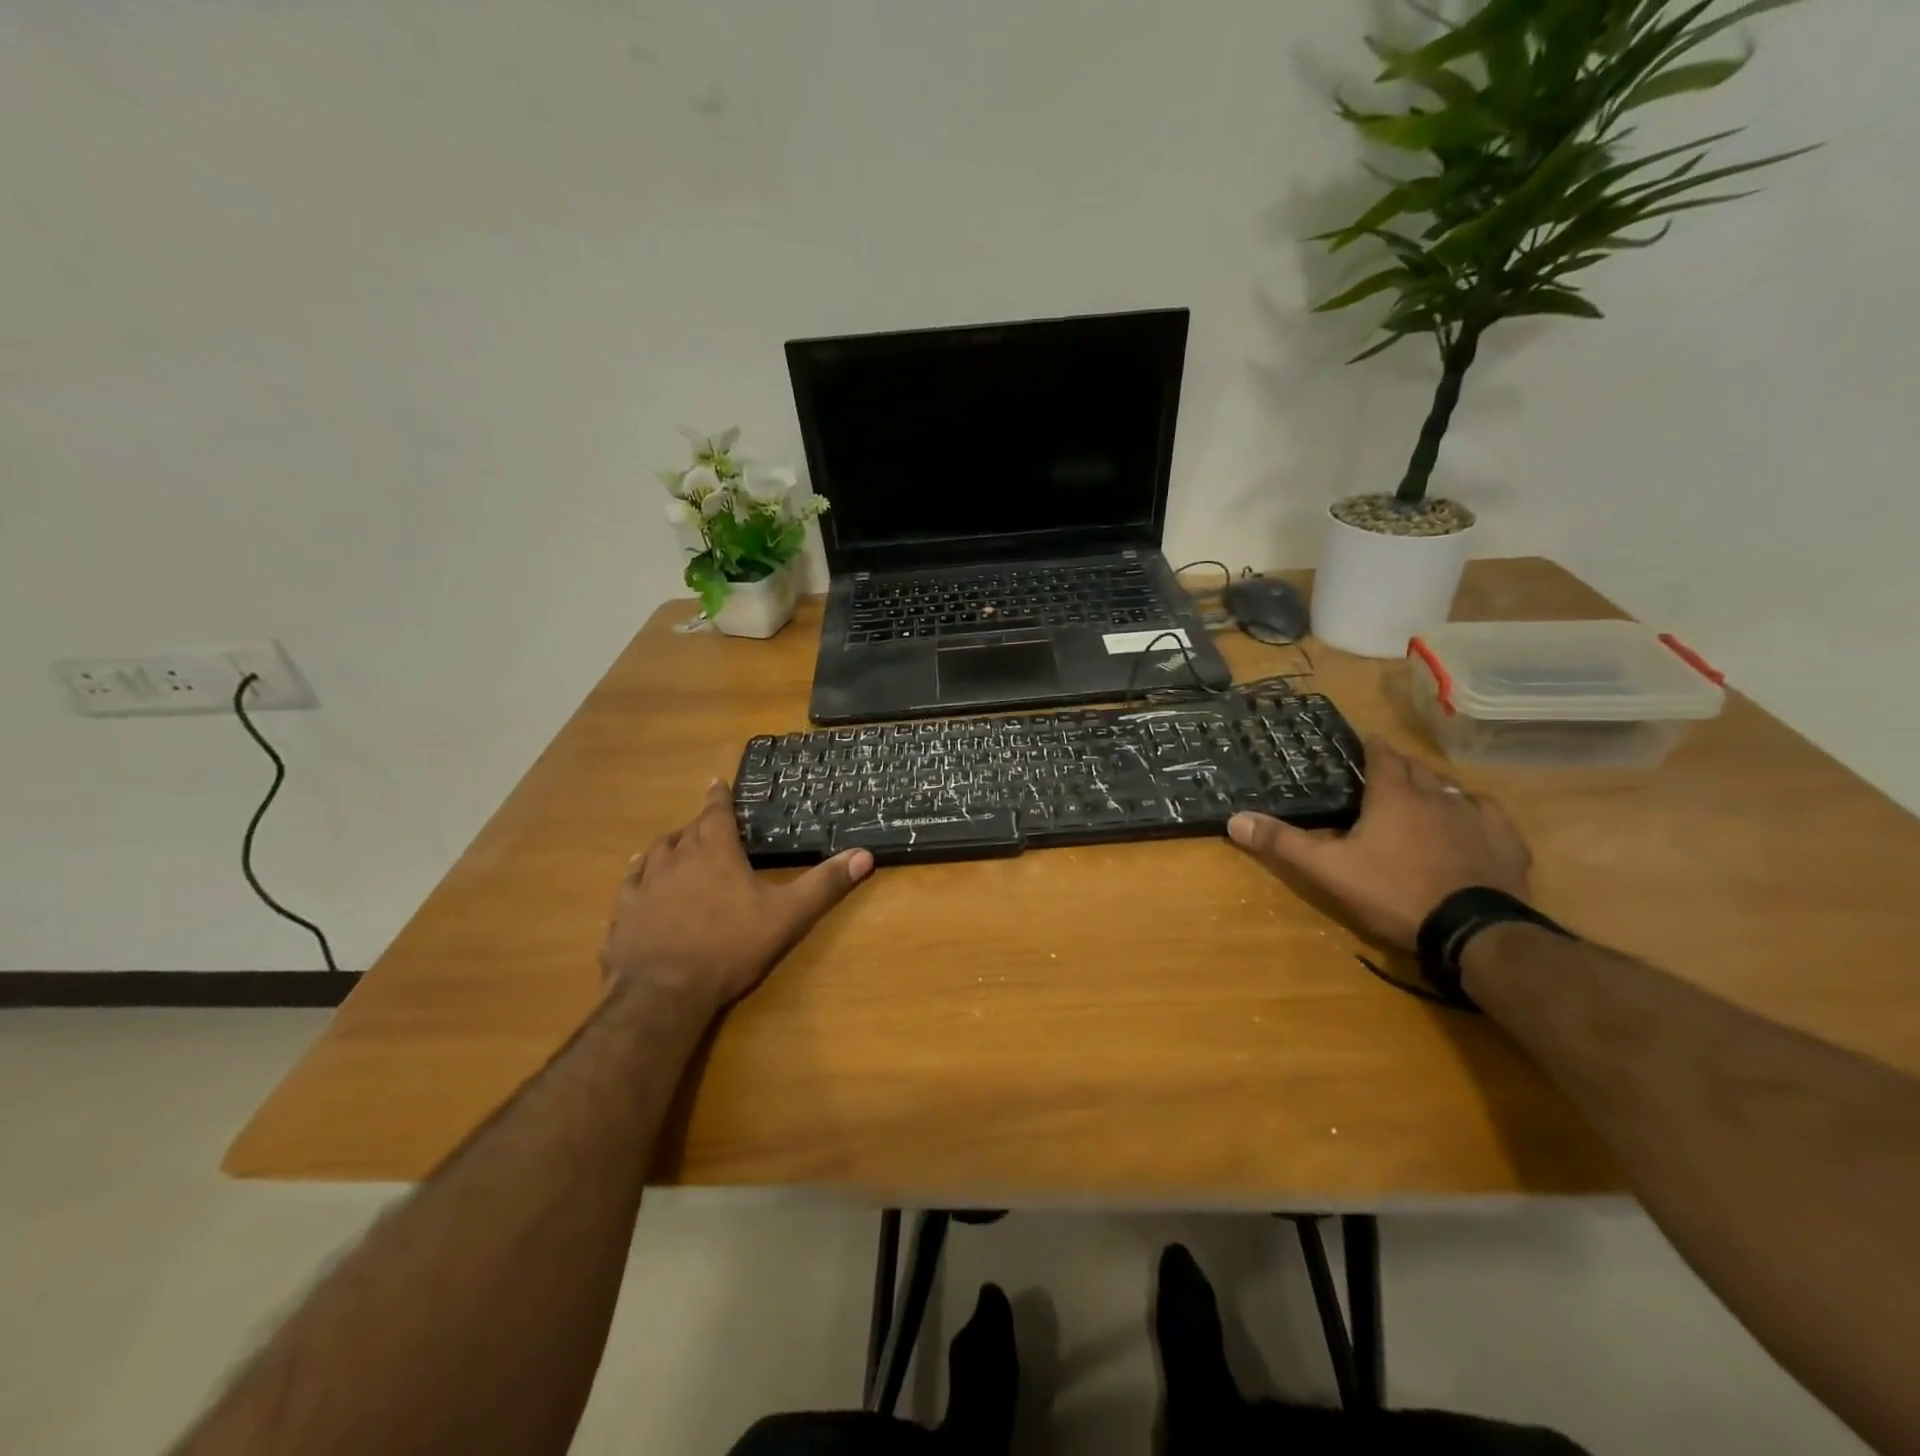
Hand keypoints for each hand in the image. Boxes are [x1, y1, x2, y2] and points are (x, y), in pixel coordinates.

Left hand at [599, 781, 874, 1013]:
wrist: (663, 993)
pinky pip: (628, 888)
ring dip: (665, 847)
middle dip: (697, 825)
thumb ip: (824, 884)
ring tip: (670, 847)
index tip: (717, 781)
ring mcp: (642, 887)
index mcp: (713, 853)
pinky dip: (636, 880)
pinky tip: (636, 887)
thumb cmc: (729, 947)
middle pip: (684, 831)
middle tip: (706, 825)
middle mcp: (673, 860)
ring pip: (652, 855)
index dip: (719, 796)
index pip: (715, 813)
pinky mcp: (622, 916)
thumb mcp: (787, 915)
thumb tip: (865, 855)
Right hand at [1226, 738, 1530, 950]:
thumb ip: (1283, 843)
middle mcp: (1437, 796)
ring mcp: (1476, 818)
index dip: (1372, 747)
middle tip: (1386, 771)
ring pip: (1452, 789)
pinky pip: (1490, 814)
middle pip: (1417, 769)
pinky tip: (1472, 820)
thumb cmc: (1394, 892)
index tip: (1366, 743)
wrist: (1473, 930)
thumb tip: (1235, 818)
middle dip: (1401, 766)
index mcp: (1394, 796)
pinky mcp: (1506, 843)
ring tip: (1424, 793)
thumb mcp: (1328, 870)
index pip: (1382, 757)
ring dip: (1435, 786)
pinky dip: (1475, 811)